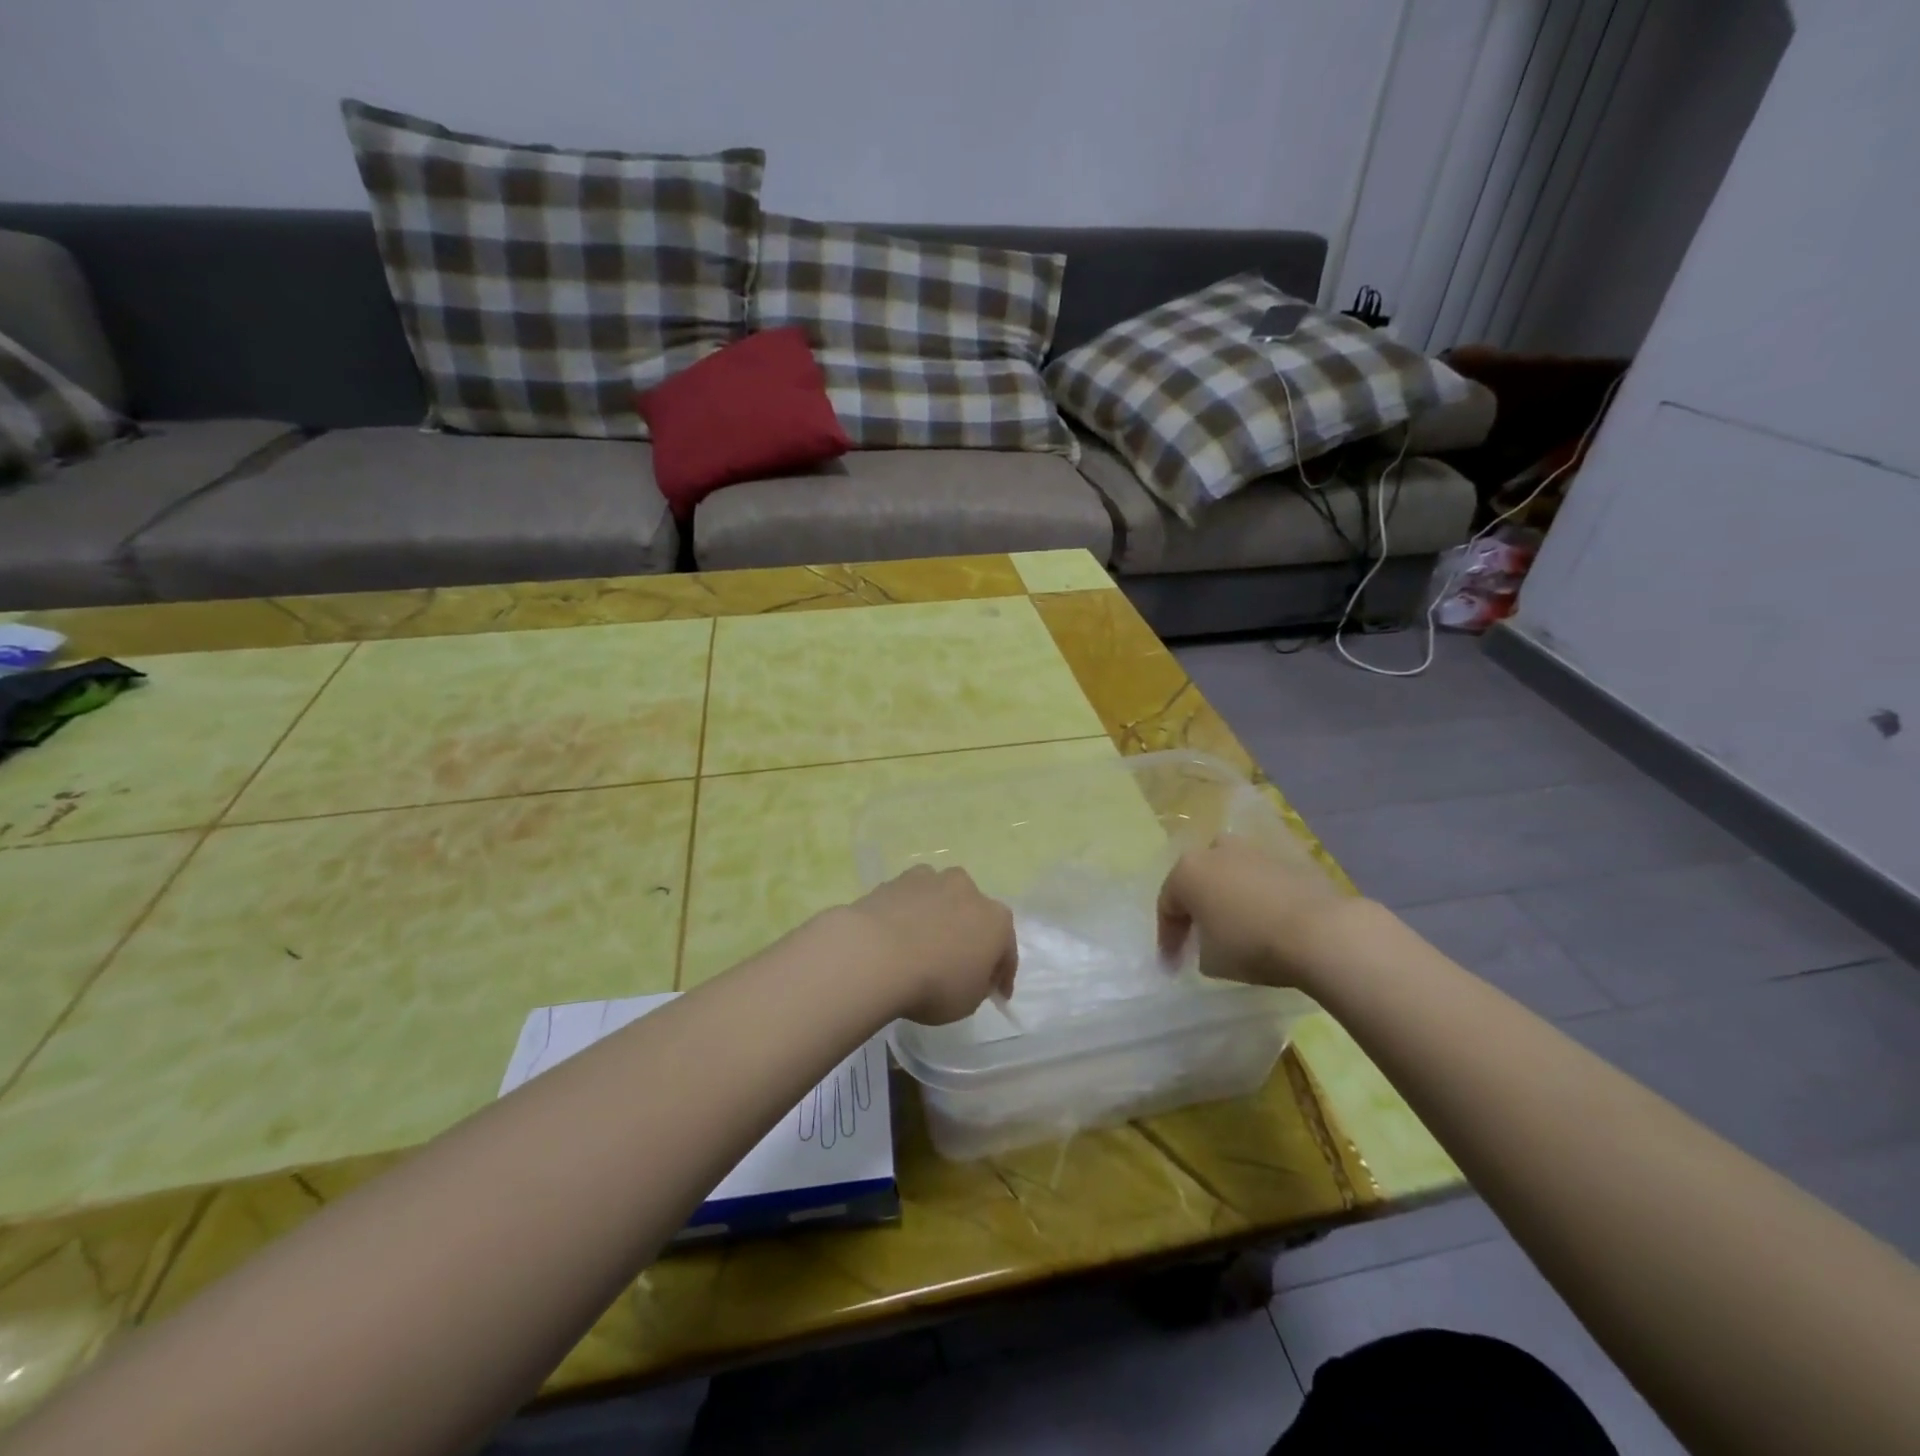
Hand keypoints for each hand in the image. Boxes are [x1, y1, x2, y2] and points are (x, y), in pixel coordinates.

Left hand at [840, 865, 1016, 1024]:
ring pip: (943, 899)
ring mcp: (932, 879)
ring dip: (939, 917)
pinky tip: (897, 932)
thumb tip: (974, 973)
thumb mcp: (968, 1002)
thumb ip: (979, 984)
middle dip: (970, 935)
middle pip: (975, 915)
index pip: (1007, 949)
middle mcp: (968, 890)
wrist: (875, 954)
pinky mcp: (898, 879)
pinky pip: (912, 898)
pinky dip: (910, 912)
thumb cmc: (934, 984)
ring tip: (923, 943)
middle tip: (958, 963)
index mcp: (997, 920)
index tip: (997, 994)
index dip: (1002, 974)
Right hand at [1157, 833, 1349, 989]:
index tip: (1172, 964)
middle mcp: (1215, 851)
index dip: (1167, 938)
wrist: (1319, 932)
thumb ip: (1199, 948)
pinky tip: (1267, 922)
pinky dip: (1258, 898)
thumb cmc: (1250, 944)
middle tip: (1200, 937)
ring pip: (1230, 874)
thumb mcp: (1210, 961)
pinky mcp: (1288, 860)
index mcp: (1187, 871)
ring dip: (1228, 897)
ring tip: (1236, 927)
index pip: (1167, 906)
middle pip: (1198, 880)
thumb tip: (1210, 944)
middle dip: (1196, 907)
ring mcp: (1253, 851)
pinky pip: (1260, 880)